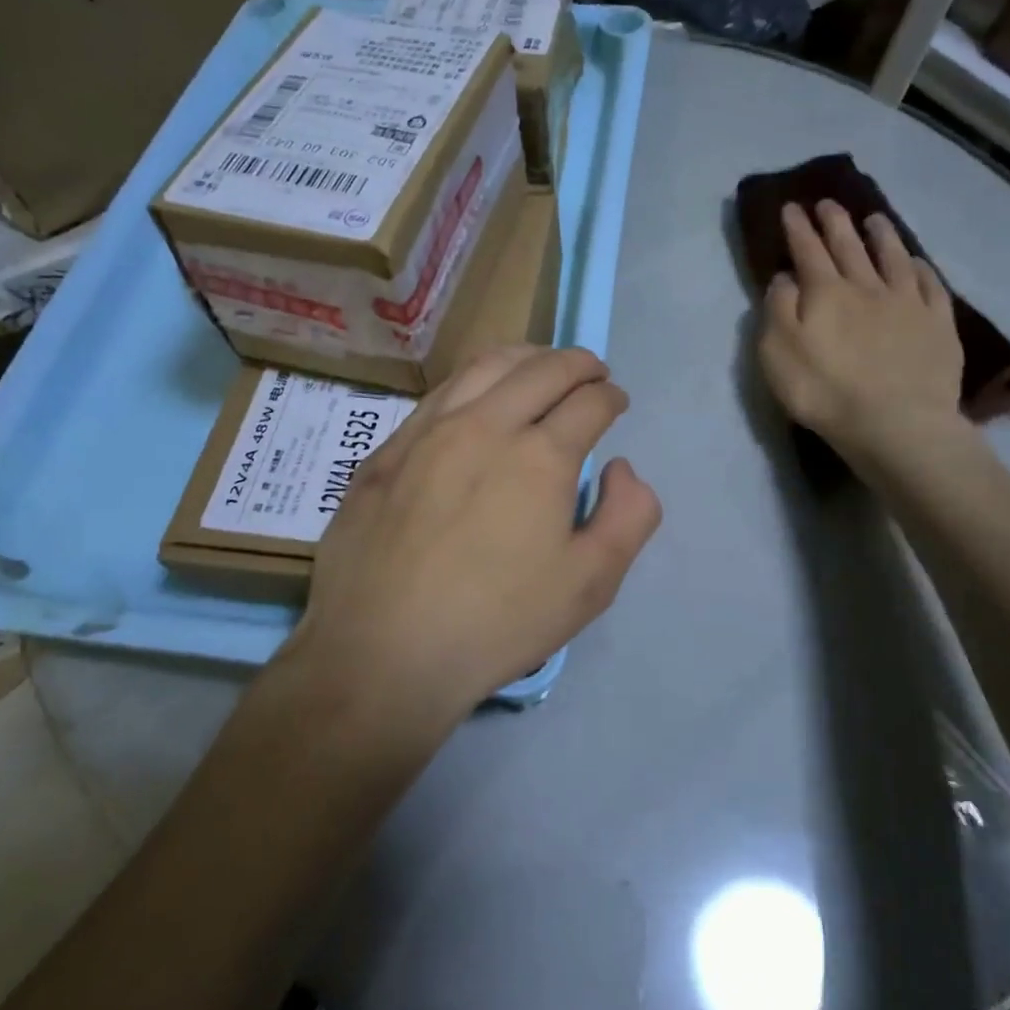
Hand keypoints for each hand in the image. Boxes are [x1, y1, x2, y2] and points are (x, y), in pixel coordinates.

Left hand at [284, 346, 660, 723]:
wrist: (381, 652)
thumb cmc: (496, 624)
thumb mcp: (589, 585)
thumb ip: (628, 517)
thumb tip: (620, 467)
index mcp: (540, 456)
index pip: (589, 402)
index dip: (611, 397)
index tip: (616, 403)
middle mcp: (486, 425)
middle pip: (541, 369)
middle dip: (578, 363)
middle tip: (592, 372)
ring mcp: (428, 431)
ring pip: (485, 366)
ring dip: (525, 357)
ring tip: (540, 366)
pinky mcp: (387, 449)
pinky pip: (440, 392)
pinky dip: (475, 380)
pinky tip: (478, 397)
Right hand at [758, 199, 969, 477]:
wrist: (895, 423)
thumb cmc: (824, 391)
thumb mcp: (778, 352)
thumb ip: (778, 309)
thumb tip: (786, 277)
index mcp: (825, 292)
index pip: (807, 251)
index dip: (798, 228)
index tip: (791, 207)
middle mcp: (867, 286)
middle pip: (849, 246)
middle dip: (835, 222)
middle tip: (827, 202)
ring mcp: (907, 302)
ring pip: (893, 257)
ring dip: (881, 235)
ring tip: (874, 219)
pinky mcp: (938, 323)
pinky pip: (930, 284)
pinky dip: (920, 267)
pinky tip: (916, 261)